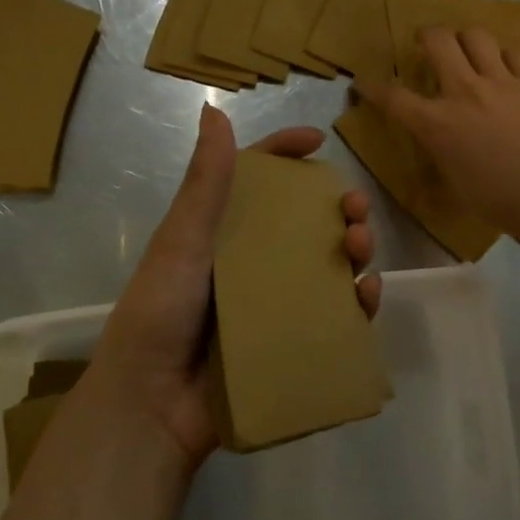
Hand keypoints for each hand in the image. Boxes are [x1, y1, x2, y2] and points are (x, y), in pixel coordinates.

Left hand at [83, 105, 379, 468]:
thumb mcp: (182, 243)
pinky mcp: (292, 340)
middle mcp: (253, 261)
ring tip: (360, 247)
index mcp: (222, 232)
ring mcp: (275, 302)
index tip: (319, 142)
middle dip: (338, 206)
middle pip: (306, 221)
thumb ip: (204, 183)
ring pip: (328, 264)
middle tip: (355, 206)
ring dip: (354, 247)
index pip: (258, 180)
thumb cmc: (160, 315)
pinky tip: (367, 293)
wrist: (152, 408)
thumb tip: (214, 111)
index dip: (287, 154)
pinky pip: (336, 314)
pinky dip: (358, 301)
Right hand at [356, 26, 519, 237]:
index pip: (394, 97)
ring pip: (476, 36)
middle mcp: (464, 92)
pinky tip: (510, 66)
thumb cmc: (500, 200)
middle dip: (426, 34)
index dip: (373, 86)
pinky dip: (507, 57)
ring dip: (466, 38)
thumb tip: (445, 147)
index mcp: (437, 124)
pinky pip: (516, 54)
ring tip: (468, 45)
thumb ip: (445, 154)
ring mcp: (501, 81)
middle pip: (437, 42)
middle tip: (426, 40)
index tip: (364, 81)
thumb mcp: (457, 183)